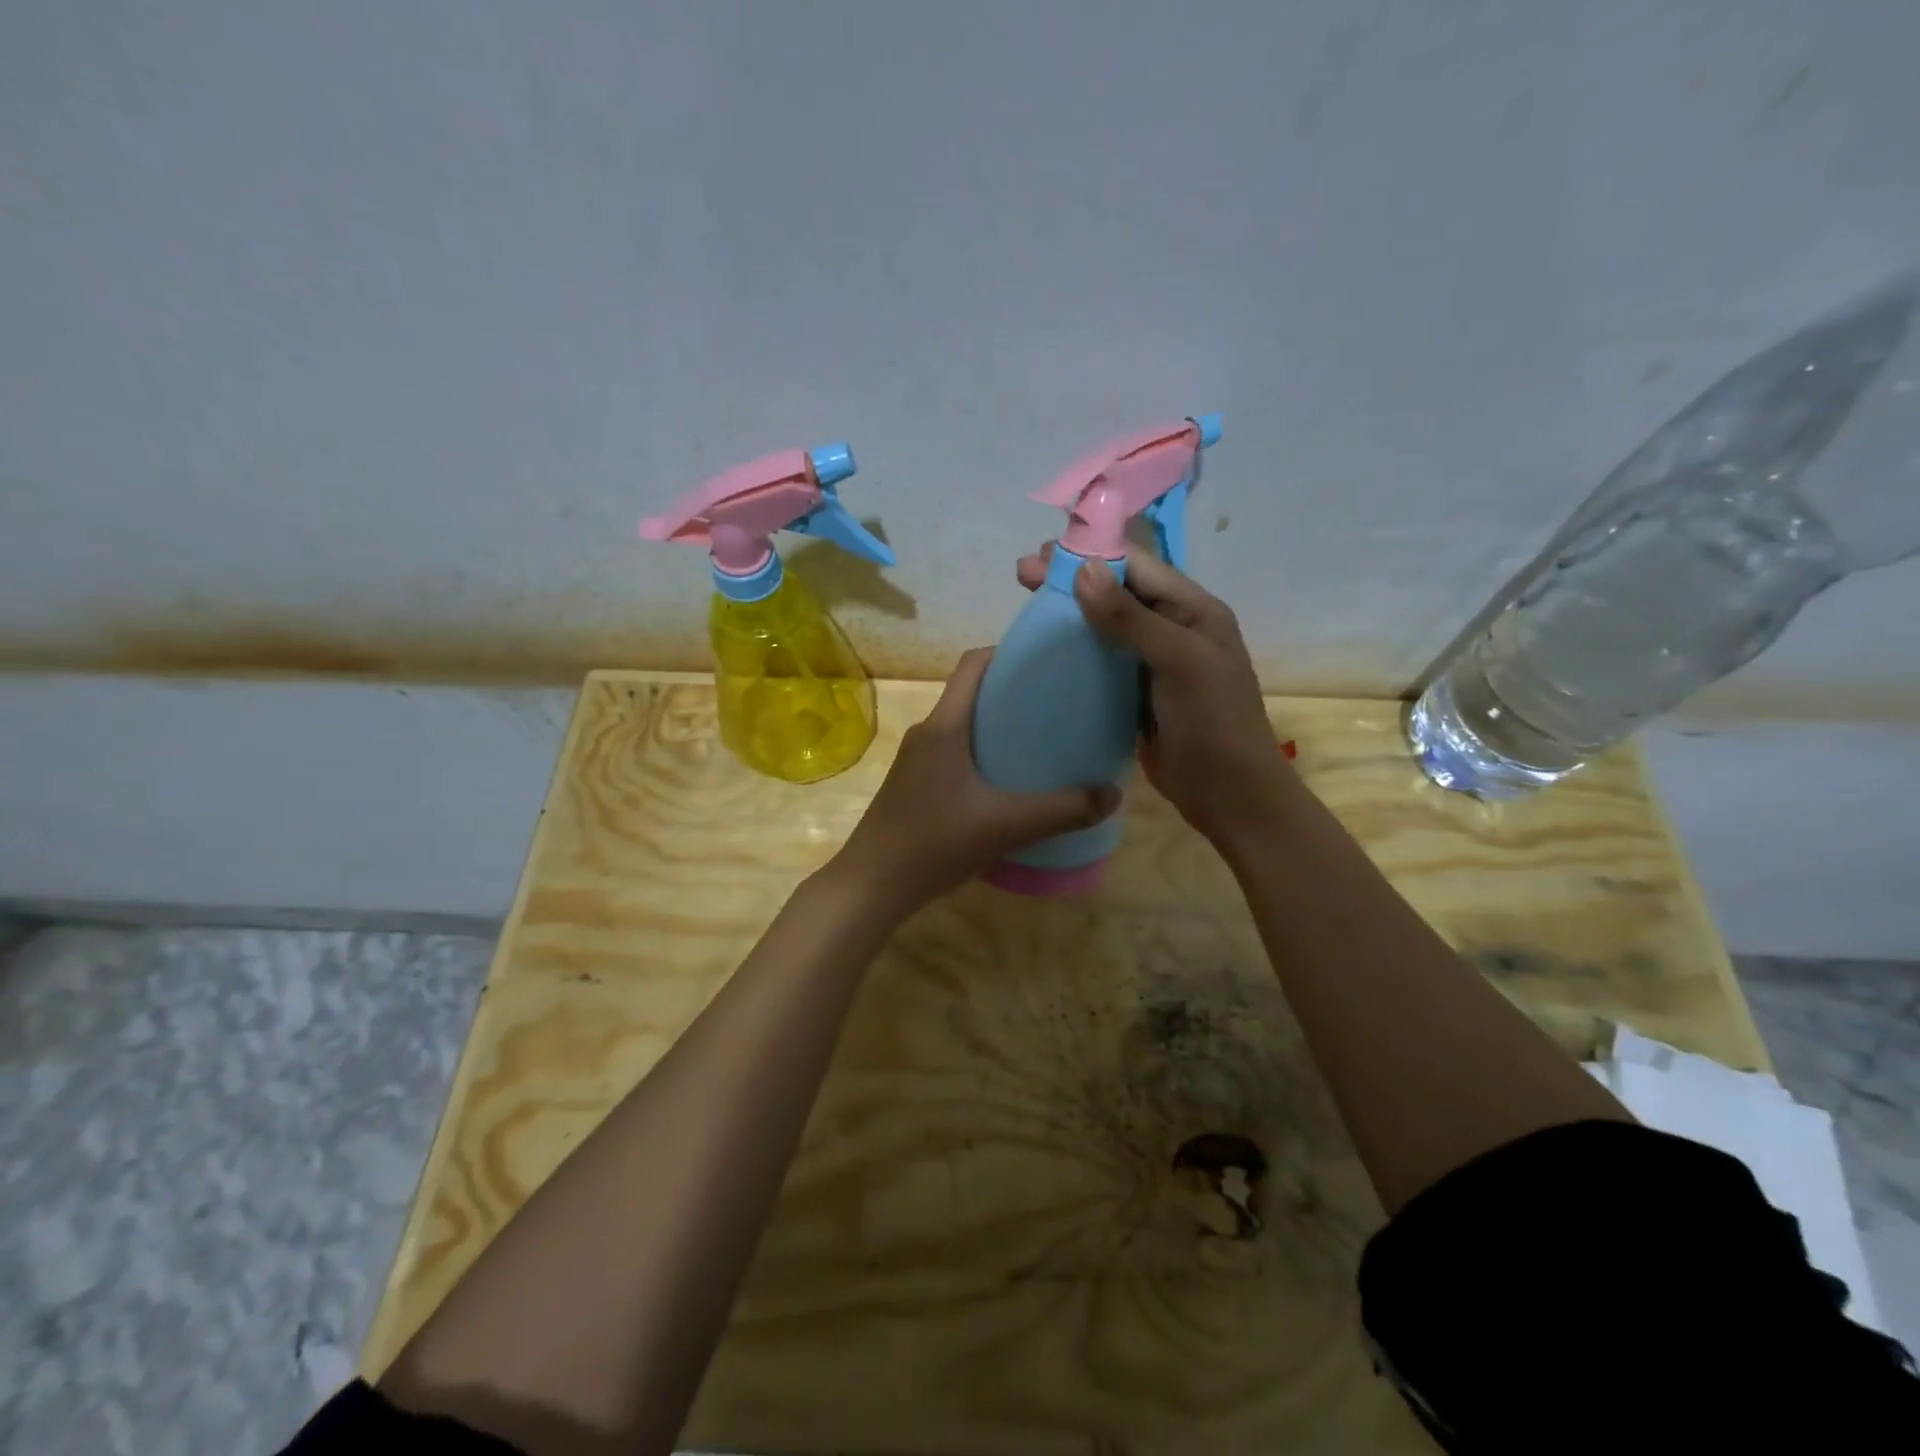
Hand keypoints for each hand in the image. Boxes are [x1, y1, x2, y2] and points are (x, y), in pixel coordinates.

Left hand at [828, 647, 1121, 917]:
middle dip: (1013, 690)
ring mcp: (918, 759)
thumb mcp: (1006, 826)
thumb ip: (1062, 810)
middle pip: (972, 692)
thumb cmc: (934, 843)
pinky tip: (1010, 780)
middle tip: (1059, 703)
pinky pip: (955, 751)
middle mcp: (928, 732)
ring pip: (964, 724)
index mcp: (944, 726)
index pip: (973, 664)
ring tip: (1042, 739)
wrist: (871, 886)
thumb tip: (1113, 793)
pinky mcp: (916, 783)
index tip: (1048, 660)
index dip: (1008, 651)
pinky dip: (984, 752)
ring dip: (999, 724)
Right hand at [1016, 542, 1293, 844]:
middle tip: (1023, 573)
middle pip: (1117, 592)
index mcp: (1193, 610)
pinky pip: (1100, 661)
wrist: (1228, 794)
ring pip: (1105, 625)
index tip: (1044, 555)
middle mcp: (1172, 628)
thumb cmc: (1212, 721)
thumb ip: (1131, 617)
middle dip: (1072, 579)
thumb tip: (1083, 570)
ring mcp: (1151, 662)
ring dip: (1069, 612)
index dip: (1092, 555)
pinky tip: (1045, 647)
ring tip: (1025, 602)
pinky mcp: (1133, 692)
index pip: (1138, 567)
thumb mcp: (1177, 661)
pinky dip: (1074, 649)